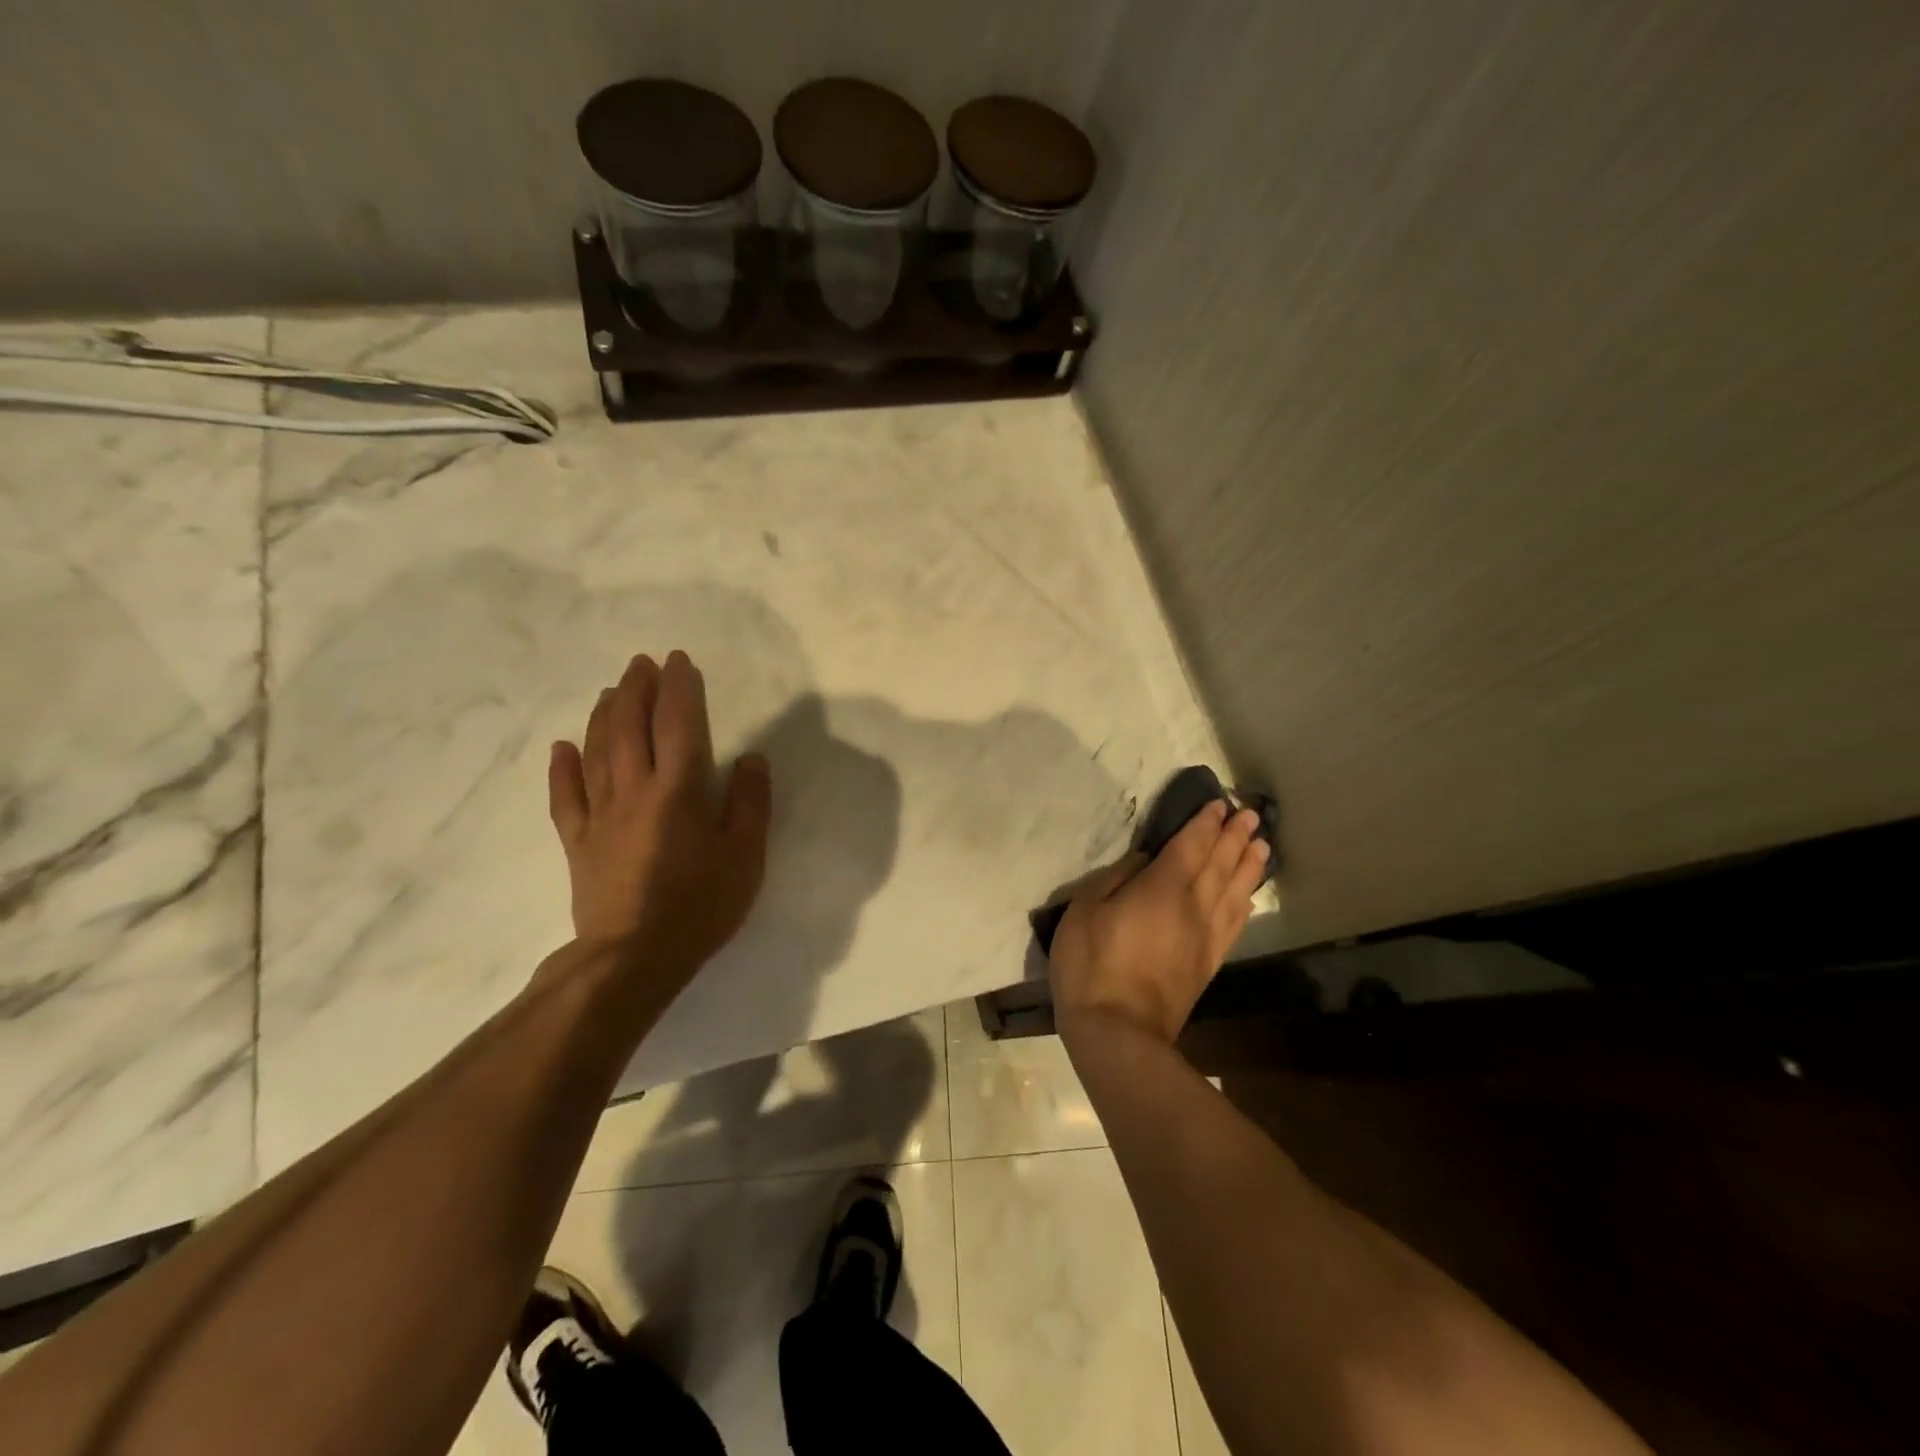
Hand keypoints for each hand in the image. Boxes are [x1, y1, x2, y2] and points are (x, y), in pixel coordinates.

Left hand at [547, 650, 771, 995]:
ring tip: (610, 690)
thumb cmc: (699, 905)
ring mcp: (600, 816)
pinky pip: (566, 797)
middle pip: (630, 728)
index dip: (679, 688)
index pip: (679, 724)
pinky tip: (560, 747)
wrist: (634, 958)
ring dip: (602, 715)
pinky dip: (561, 769)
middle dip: (636, 689)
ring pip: (595, 752)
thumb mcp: (745, 857)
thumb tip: (751, 758)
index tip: (679, 661)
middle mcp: (634, 791)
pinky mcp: (578, 842)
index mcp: (678, 791)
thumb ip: (750, 803)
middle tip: (641, 662)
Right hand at [1049, 800, 1268, 1044]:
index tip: (1219, 805)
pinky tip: (1249, 898)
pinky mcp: (1209, 963)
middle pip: (1221, 863)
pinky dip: (1245, 904)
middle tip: (1251, 816)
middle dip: (1235, 837)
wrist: (1119, 1031)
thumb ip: (1116, 877)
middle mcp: (1194, 906)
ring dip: (1249, 866)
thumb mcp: (1085, 909)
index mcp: (1163, 887)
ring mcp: (1206, 937)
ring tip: (1262, 846)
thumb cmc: (1092, 963)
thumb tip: (1145, 861)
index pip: (1191, 845)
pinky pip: (1234, 924)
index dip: (1206, 823)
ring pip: (1235, 891)